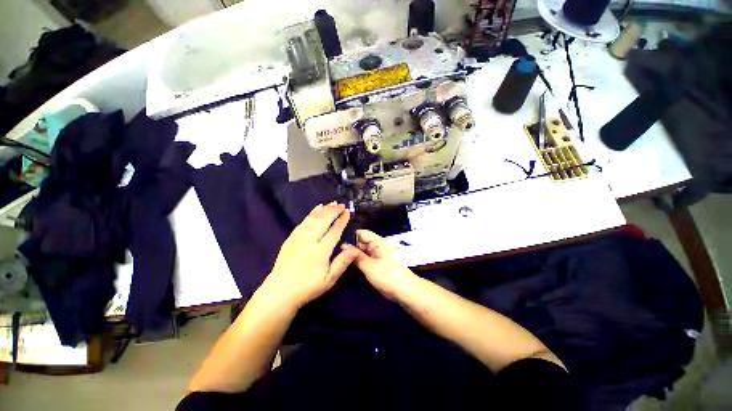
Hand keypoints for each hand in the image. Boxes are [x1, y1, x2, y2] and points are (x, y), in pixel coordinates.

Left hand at [262, 202, 359, 309]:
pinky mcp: (291, 237)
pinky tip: (316, 209)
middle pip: (323, 220)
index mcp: (321, 250)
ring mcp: (299, 237)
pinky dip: (311, 213)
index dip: (342, 220)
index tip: (347, 211)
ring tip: (332, 203)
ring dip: (323, 209)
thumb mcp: (329, 279)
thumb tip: (355, 249)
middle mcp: (310, 240)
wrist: (280, 292)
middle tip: (341, 204)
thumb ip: (342, 262)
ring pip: (313, 218)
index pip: (334, 230)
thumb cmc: (308, 287)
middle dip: (333, 210)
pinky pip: (303, 221)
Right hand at [344, 229, 417, 300]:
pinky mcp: (379, 265)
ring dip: (354, 257)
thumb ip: (356, 256)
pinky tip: (349, 269)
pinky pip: (366, 260)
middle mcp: (378, 247)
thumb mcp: (369, 266)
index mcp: (378, 242)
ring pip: (363, 253)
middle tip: (336, 256)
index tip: (337, 244)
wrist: (406, 291)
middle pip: (361, 243)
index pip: (361, 233)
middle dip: (350, 248)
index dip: (350, 236)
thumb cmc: (388, 276)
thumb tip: (344, 245)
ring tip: (340, 262)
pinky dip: (359, 263)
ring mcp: (378, 256)